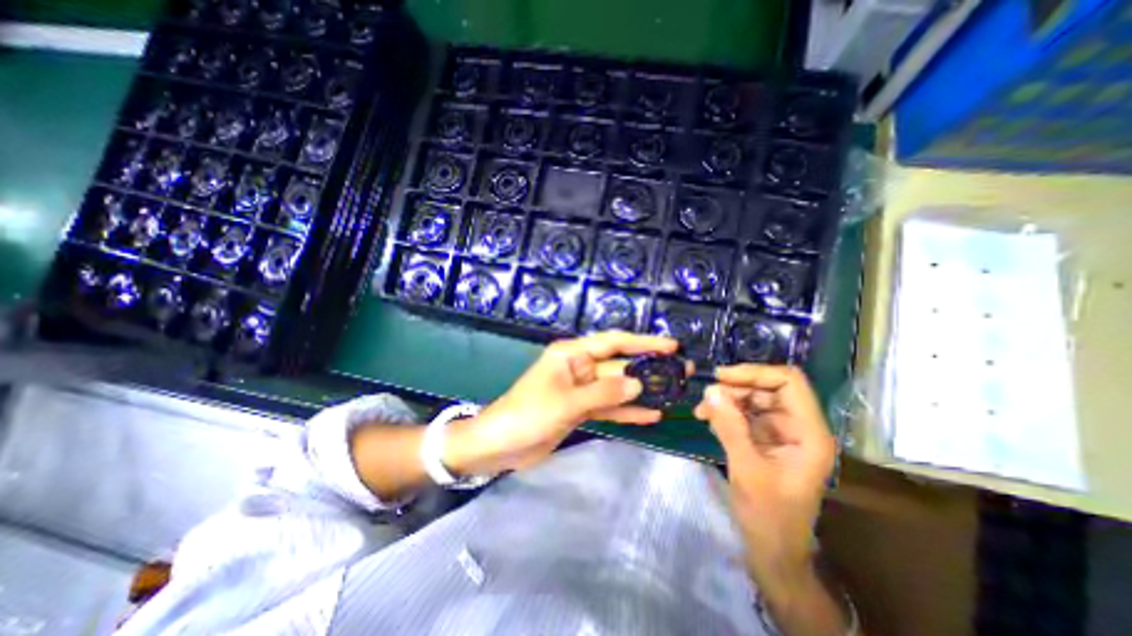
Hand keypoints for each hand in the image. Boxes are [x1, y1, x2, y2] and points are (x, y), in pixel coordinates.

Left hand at [445, 331, 674, 474]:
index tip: (670, 346)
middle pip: (619, 365)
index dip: (642, 342)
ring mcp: (581, 390)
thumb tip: (637, 383)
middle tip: (682, 371)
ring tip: (673, 392)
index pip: (612, 342)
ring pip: (617, 387)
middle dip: (648, 368)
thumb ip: (603, 392)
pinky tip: (651, 415)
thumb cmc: (527, 415)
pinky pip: (609, 407)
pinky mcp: (581, 410)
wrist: (499, 446)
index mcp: (571, 354)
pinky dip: (627, 412)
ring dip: (642, 391)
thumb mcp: (565, 402)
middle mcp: (579, 367)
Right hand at [696, 362, 833, 579]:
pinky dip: (725, 413)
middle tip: (707, 397)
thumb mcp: (746, 469)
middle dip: (736, 388)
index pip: (789, 382)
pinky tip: (707, 419)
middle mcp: (798, 427)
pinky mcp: (765, 440)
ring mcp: (781, 433)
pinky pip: (745, 415)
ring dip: (727, 400)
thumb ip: (729, 427)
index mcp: (808, 433)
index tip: (722, 377)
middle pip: (768, 388)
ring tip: (702, 410)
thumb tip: (710, 390)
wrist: (772, 550)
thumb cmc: (768, 515)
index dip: (756, 373)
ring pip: (753, 399)